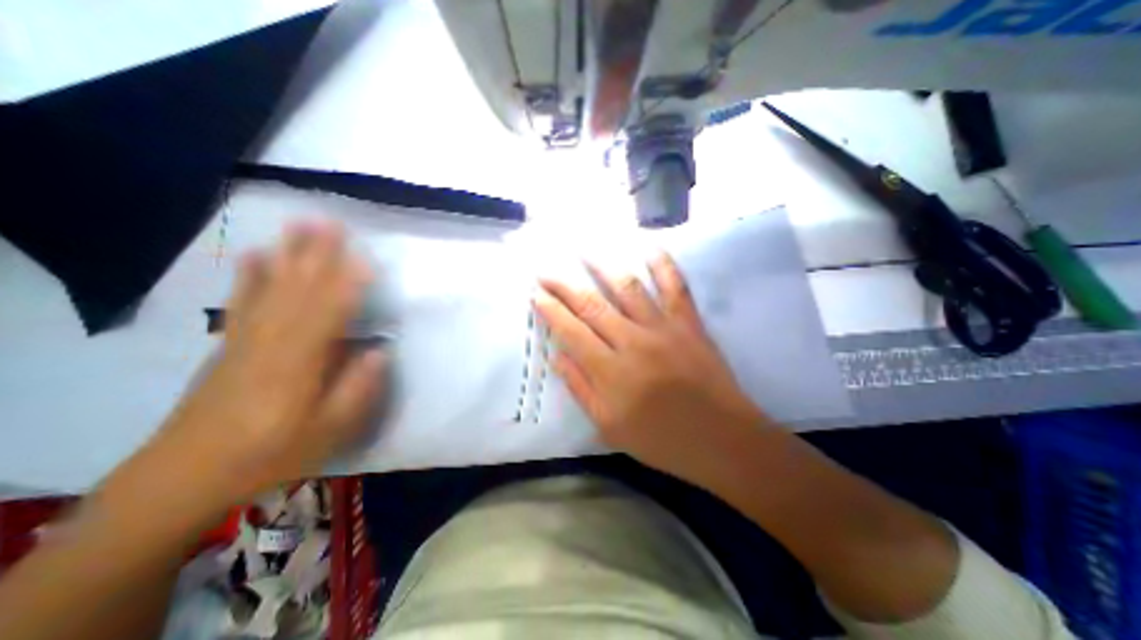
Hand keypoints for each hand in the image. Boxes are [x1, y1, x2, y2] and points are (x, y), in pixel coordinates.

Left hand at [152, 222, 383, 508]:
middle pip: (299, 292)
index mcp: (298, 365)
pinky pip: (243, 301)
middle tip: (332, 222)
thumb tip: (381, 351)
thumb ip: (356, 390)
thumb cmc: (271, 454)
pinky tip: (256, 254)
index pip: (329, 315)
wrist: (187, 475)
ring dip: (288, 255)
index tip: (366, 258)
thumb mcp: (327, 431)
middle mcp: (271, 343)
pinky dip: (250, 275)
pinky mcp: (230, 343)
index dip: (348, 286)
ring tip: (300, 225)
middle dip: (317, 255)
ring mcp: (246, 340)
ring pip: (272, 288)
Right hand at [534, 251, 775, 480]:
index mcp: (610, 371)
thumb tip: (557, 357)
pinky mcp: (688, 323)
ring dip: (603, 265)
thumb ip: (581, 388)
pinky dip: (663, 265)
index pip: (571, 331)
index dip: (550, 310)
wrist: (720, 439)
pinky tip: (650, 247)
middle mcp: (632, 341)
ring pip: (628, 287)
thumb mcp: (609, 426)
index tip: (535, 293)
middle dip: (564, 285)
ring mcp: (663, 328)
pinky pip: (675, 287)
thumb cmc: (661, 439)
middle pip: (592, 305)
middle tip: (546, 271)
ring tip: (585, 249)